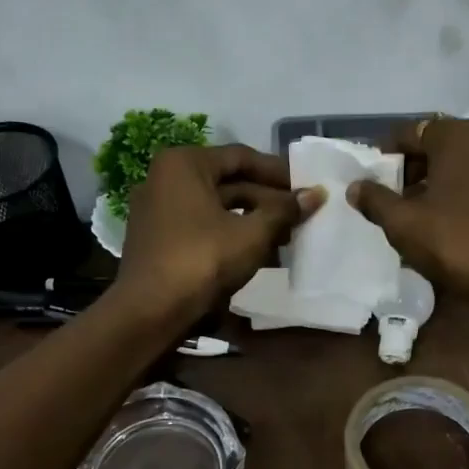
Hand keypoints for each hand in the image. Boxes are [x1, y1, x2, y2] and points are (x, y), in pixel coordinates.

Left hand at [114, 144, 321, 328]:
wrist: (150, 311)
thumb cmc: (202, 259)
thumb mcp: (251, 234)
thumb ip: (284, 211)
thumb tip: (318, 194)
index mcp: (184, 164)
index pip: (241, 157)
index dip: (278, 172)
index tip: (307, 186)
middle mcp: (166, 178)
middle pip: (229, 182)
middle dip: (268, 200)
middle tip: (302, 215)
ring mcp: (159, 209)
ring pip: (217, 207)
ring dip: (254, 220)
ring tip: (289, 237)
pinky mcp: (159, 238)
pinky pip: (203, 226)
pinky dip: (231, 234)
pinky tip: (262, 254)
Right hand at [349, 117, 468, 319]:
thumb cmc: (453, 242)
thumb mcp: (402, 223)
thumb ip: (376, 199)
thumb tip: (356, 187)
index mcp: (460, 138)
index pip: (413, 132)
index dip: (389, 154)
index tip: (375, 176)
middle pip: (444, 147)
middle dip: (418, 168)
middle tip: (398, 195)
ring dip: (446, 182)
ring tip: (427, 211)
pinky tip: (460, 223)